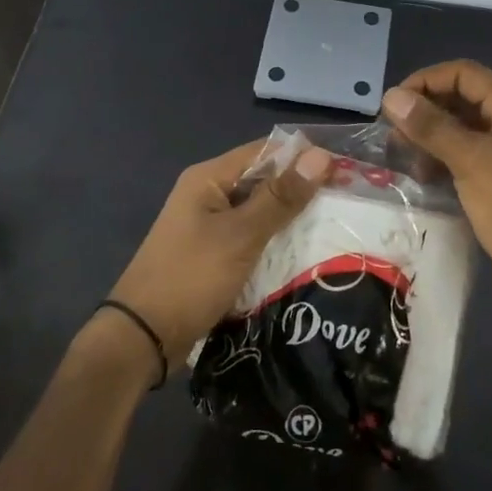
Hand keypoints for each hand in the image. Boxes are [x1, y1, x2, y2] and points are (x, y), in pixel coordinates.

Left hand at [97, 139, 331, 373]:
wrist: (143, 338)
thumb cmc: (191, 276)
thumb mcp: (241, 235)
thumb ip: (280, 197)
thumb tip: (320, 155)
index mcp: (208, 178)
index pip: (265, 152)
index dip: (304, 158)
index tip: (346, 171)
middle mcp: (208, 195)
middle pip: (264, 182)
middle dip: (302, 192)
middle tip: (348, 204)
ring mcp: (209, 227)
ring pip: (260, 214)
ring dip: (291, 221)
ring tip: (337, 229)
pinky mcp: (214, 256)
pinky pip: (252, 240)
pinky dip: (276, 245)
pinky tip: (306, 256)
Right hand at [382, 60, 491, 318]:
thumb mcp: (470, 162)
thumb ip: (430, 126)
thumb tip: (391, 95)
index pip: (463, 73)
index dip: (425, 81)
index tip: (392, 105)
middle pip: (462, 98)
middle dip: (426, 111)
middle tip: (393, 135)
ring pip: (462, 128)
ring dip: (431, 137)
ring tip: (405, 158)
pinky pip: (467, 154)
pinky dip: (443, 158)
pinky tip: (424, 176)